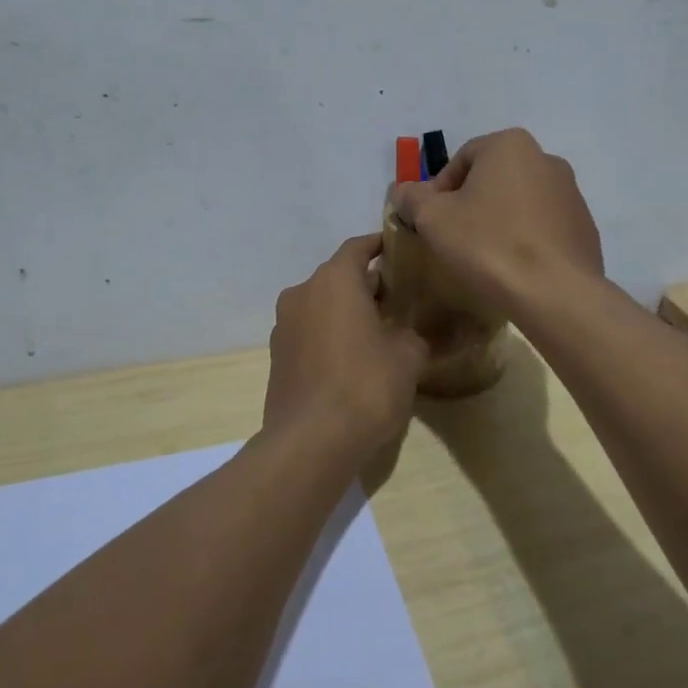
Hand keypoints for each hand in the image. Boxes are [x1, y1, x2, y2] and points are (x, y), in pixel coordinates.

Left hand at [264, 234, 429, 461]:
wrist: (311, 442)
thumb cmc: (366, 385)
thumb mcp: (408, 356)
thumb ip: (410, 334)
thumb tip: (405, 334)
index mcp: (334, 280)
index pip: (357, 247)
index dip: (379, 245)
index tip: (399, 250)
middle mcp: (302, 293)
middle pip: (338, 277)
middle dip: (366, 285)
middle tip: (398, 299)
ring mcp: (283, 326)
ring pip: (321, 305)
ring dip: (345, 312)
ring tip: (377, 331)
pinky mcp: (276, 357)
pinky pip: (309, 332)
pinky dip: (329, 335)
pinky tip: (352, 359)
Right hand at [388, 128, 603, 316]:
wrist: (555, 293)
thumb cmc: (488, 244)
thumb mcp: (434, 219)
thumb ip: (413, 198)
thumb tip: (404, 191)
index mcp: (510, 145)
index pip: (461, 159)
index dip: (438, 191)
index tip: (431, 222)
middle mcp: (546, 159)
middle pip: (492, 178)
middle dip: (470, 204)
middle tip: (454, 238)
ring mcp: (571, 193)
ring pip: (520, 202)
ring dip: (499, 221)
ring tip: (484, 257)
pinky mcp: (584, 227)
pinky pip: (543, 227)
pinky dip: (526, 240)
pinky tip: (514, 268)